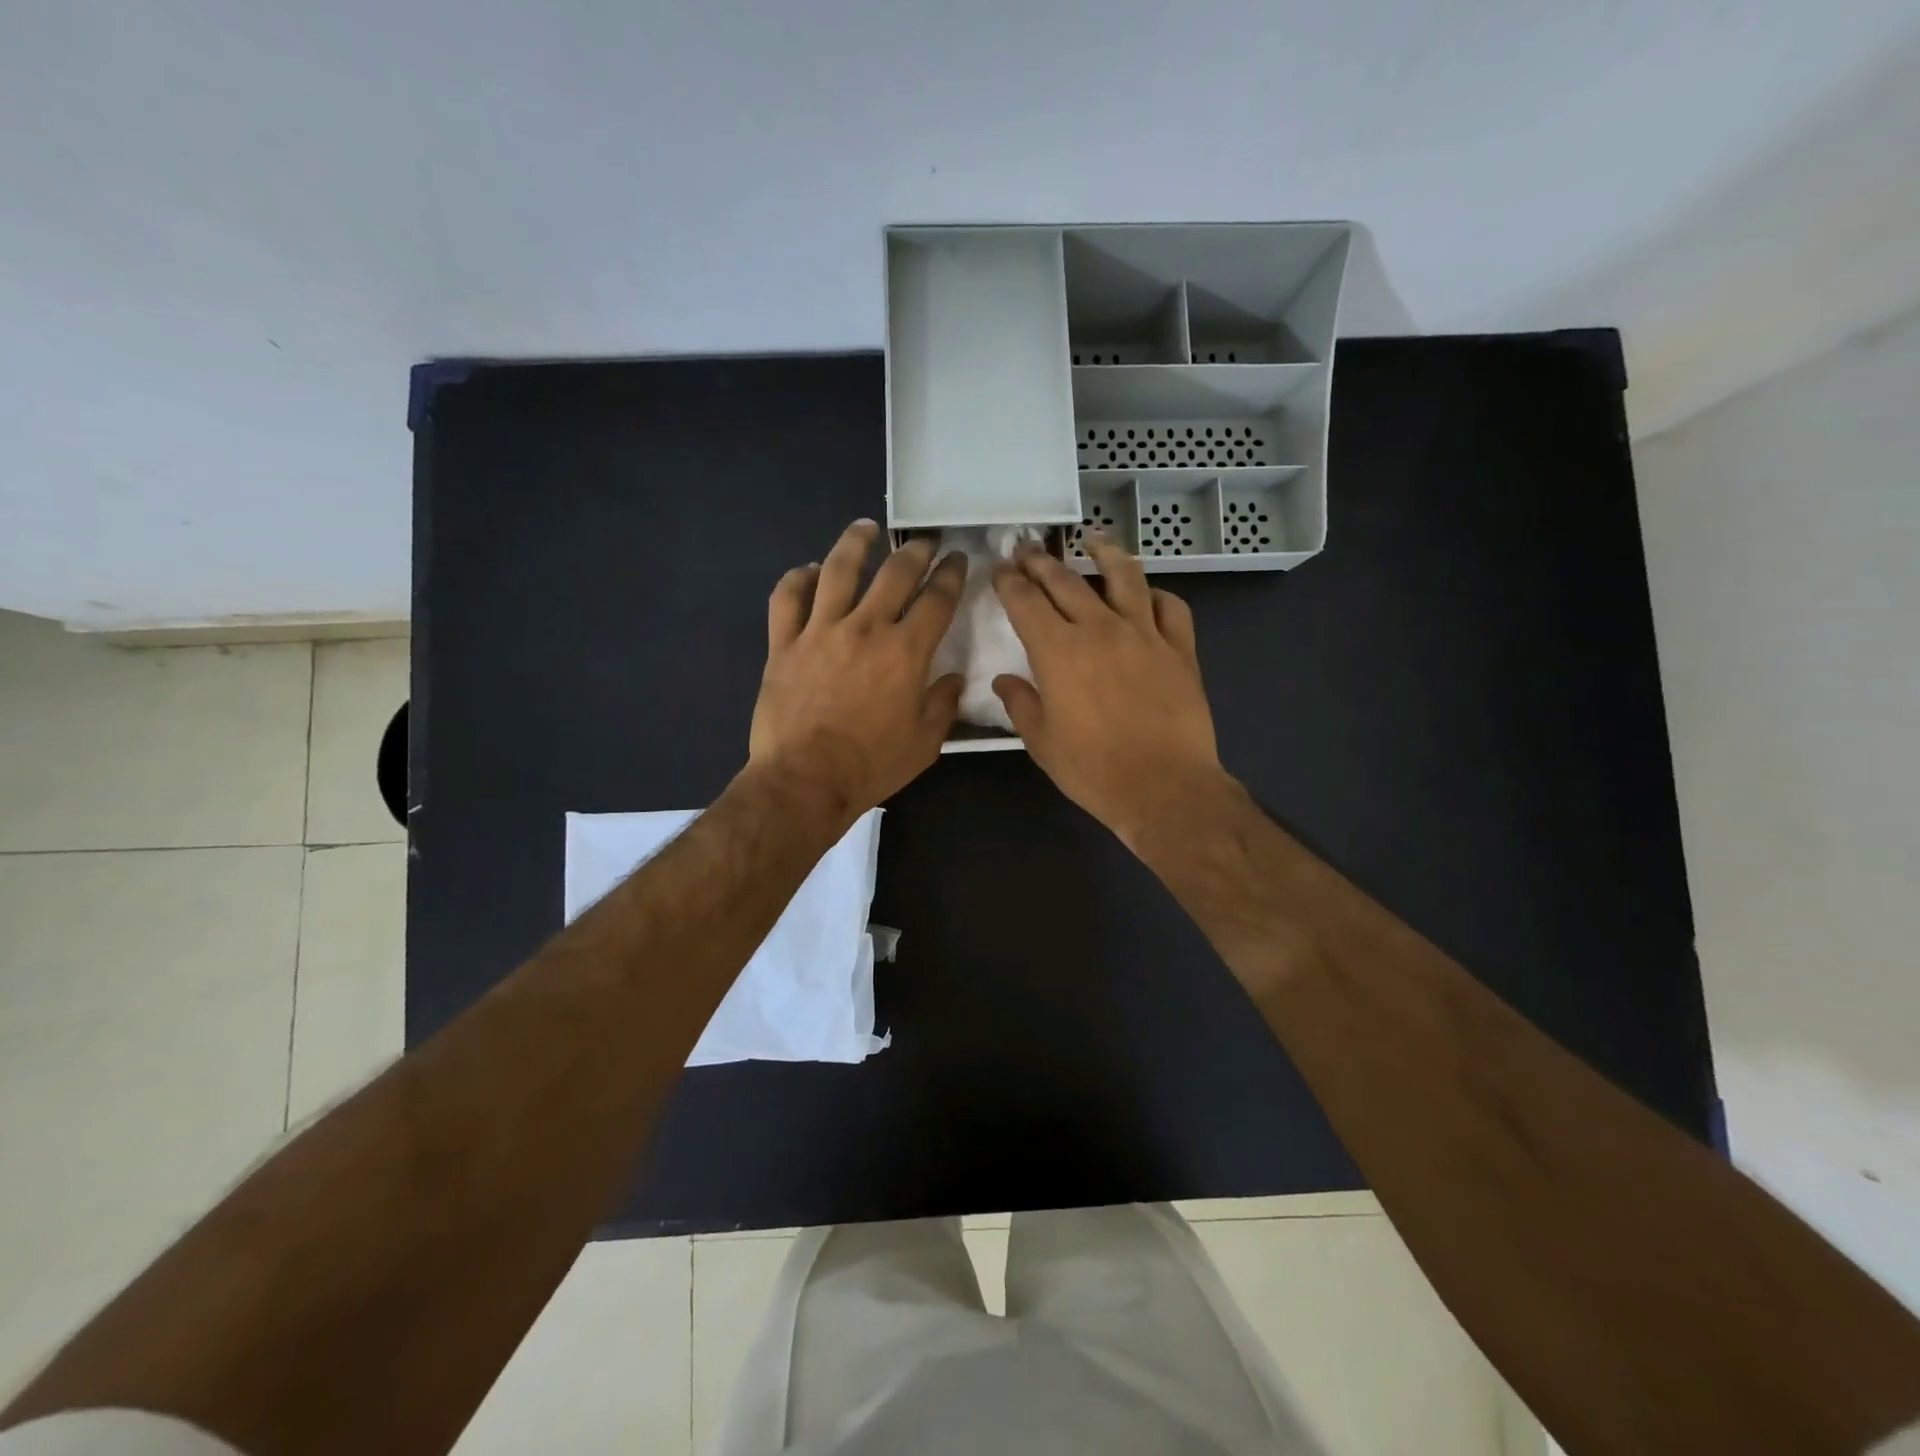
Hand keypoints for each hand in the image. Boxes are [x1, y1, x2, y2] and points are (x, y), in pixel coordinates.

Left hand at [749, 520, 965, 822]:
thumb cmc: (871, 765)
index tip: (958, 559)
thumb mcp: (924, 743)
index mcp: (906, 652)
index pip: (937, 599)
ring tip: (867, 527)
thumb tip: (953, 679)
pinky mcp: (783, 644)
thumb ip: (943, 704)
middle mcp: (866, 628)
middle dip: (915, 550)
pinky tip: (808, 569)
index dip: (951, 574)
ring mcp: (820, 631)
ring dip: (855, 543)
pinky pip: (787, 598)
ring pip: (838, 570)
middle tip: (924, 540)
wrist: (805, 780)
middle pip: (895, 573)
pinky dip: (798, 578)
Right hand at [991, 534, 1223, 848]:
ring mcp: (1144, 634)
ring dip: (1105, 553)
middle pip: (1066, 581)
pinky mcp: (1180, 649)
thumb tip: (1004, 680)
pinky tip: (1147, 595)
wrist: (1164, 786)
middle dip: (1041, 561)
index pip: (1025, 602)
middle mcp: (1099, 629)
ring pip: (1124, 577)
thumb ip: (1021, 704)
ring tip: (1093, 539)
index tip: (999, 570)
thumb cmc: (1093, 769)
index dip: (1008, 582)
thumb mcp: (1042, 742)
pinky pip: (1171, 607)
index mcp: (1058, 651)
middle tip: (1028, 548)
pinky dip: (1156, 595)